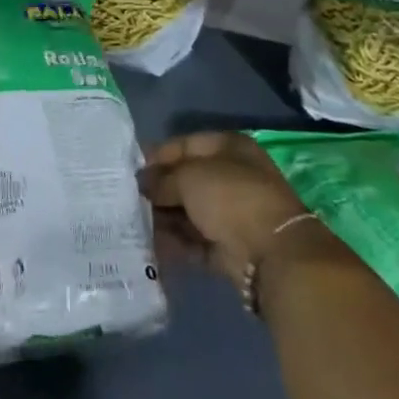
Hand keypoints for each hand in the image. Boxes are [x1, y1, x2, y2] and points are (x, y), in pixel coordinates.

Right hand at [139, 131, 335, 281]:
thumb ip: (162, 178)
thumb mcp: (188, 177)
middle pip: (186, 180)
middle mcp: (232, 177)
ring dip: (163, 217)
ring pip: (189, 212)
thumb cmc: (230, 197)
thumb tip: (143, 183)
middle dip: (158, 189)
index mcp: (228, 148)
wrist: (272, 254)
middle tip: (127, 198)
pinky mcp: (229, 248)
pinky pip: (194, 241)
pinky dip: (174, 243)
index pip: (185, 144)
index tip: (130, 167)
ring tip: (132, 222)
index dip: (157, 154)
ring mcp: (232, 214)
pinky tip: (148, 244)